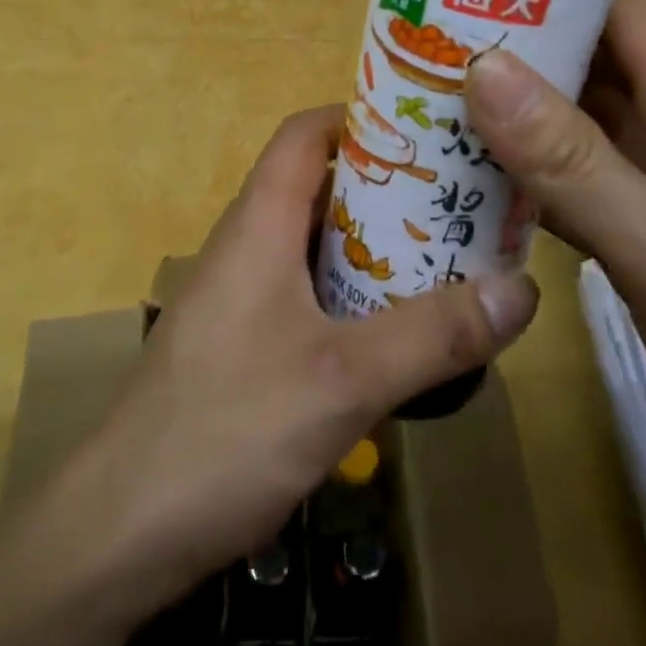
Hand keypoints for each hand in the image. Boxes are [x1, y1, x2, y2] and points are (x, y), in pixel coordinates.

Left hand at [79, 105, 539, 604]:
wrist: (122, 528)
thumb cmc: (227, 429)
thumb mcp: (344, 379)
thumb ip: (433, 335)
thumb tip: (523, 288)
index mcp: (258, 224)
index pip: (305, 134)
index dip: (360, 117)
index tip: (429, 129)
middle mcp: (245, 246)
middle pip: (318, 188)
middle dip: (387, 188)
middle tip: (460, 201)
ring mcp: (239, 298)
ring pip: (314, 247)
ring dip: (375, 248)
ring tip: (447, 260)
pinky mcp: (241, 345)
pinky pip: (306, 296)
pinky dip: (354, 297)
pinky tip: (397, 335)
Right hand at [464, 0, 645, 514]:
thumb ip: (569, 157)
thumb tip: (482, 67)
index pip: (616, 4)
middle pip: (580, 60)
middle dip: (506, 47)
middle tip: (417, 42)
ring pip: (566, 124)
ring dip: (504, 113)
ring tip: (420, 100)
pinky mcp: (635, 232)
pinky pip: (564, 182)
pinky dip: (517, 174)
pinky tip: (459, 179)